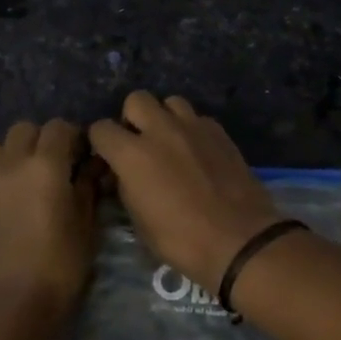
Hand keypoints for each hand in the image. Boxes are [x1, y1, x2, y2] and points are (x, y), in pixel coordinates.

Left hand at [0, 119, 95, 334]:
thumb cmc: (59, 265)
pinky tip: (18, 190)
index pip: (59, 127)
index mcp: (46, 164)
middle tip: (61, 163)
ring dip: (20, 148)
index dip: (74, 136)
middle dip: (45, 138)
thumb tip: (92, 167)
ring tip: (34, 173)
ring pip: (3, 142)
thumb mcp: (85, 226)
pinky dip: (4, 165)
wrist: (12, 303)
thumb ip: (87, 188)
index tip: (85, 155)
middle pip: (27, 128)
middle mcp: (15, 162)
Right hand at [88, 92, 281, 292]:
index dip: (101, 142)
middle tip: (140, 143)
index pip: (101, 129)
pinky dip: (192, 130)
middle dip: (132, 118)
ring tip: (171, 142)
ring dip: (165, 118)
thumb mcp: (139, 223)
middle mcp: (161, 130)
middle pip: (136, 99)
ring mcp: (193, 127)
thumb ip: (126, 187)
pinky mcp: (220, 131)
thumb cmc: (182, 240)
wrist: (240, 240)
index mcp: (133, 154)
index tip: (108, 157)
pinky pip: (198, 118)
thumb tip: (123, 175)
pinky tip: (198, 152)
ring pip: (171, 101)